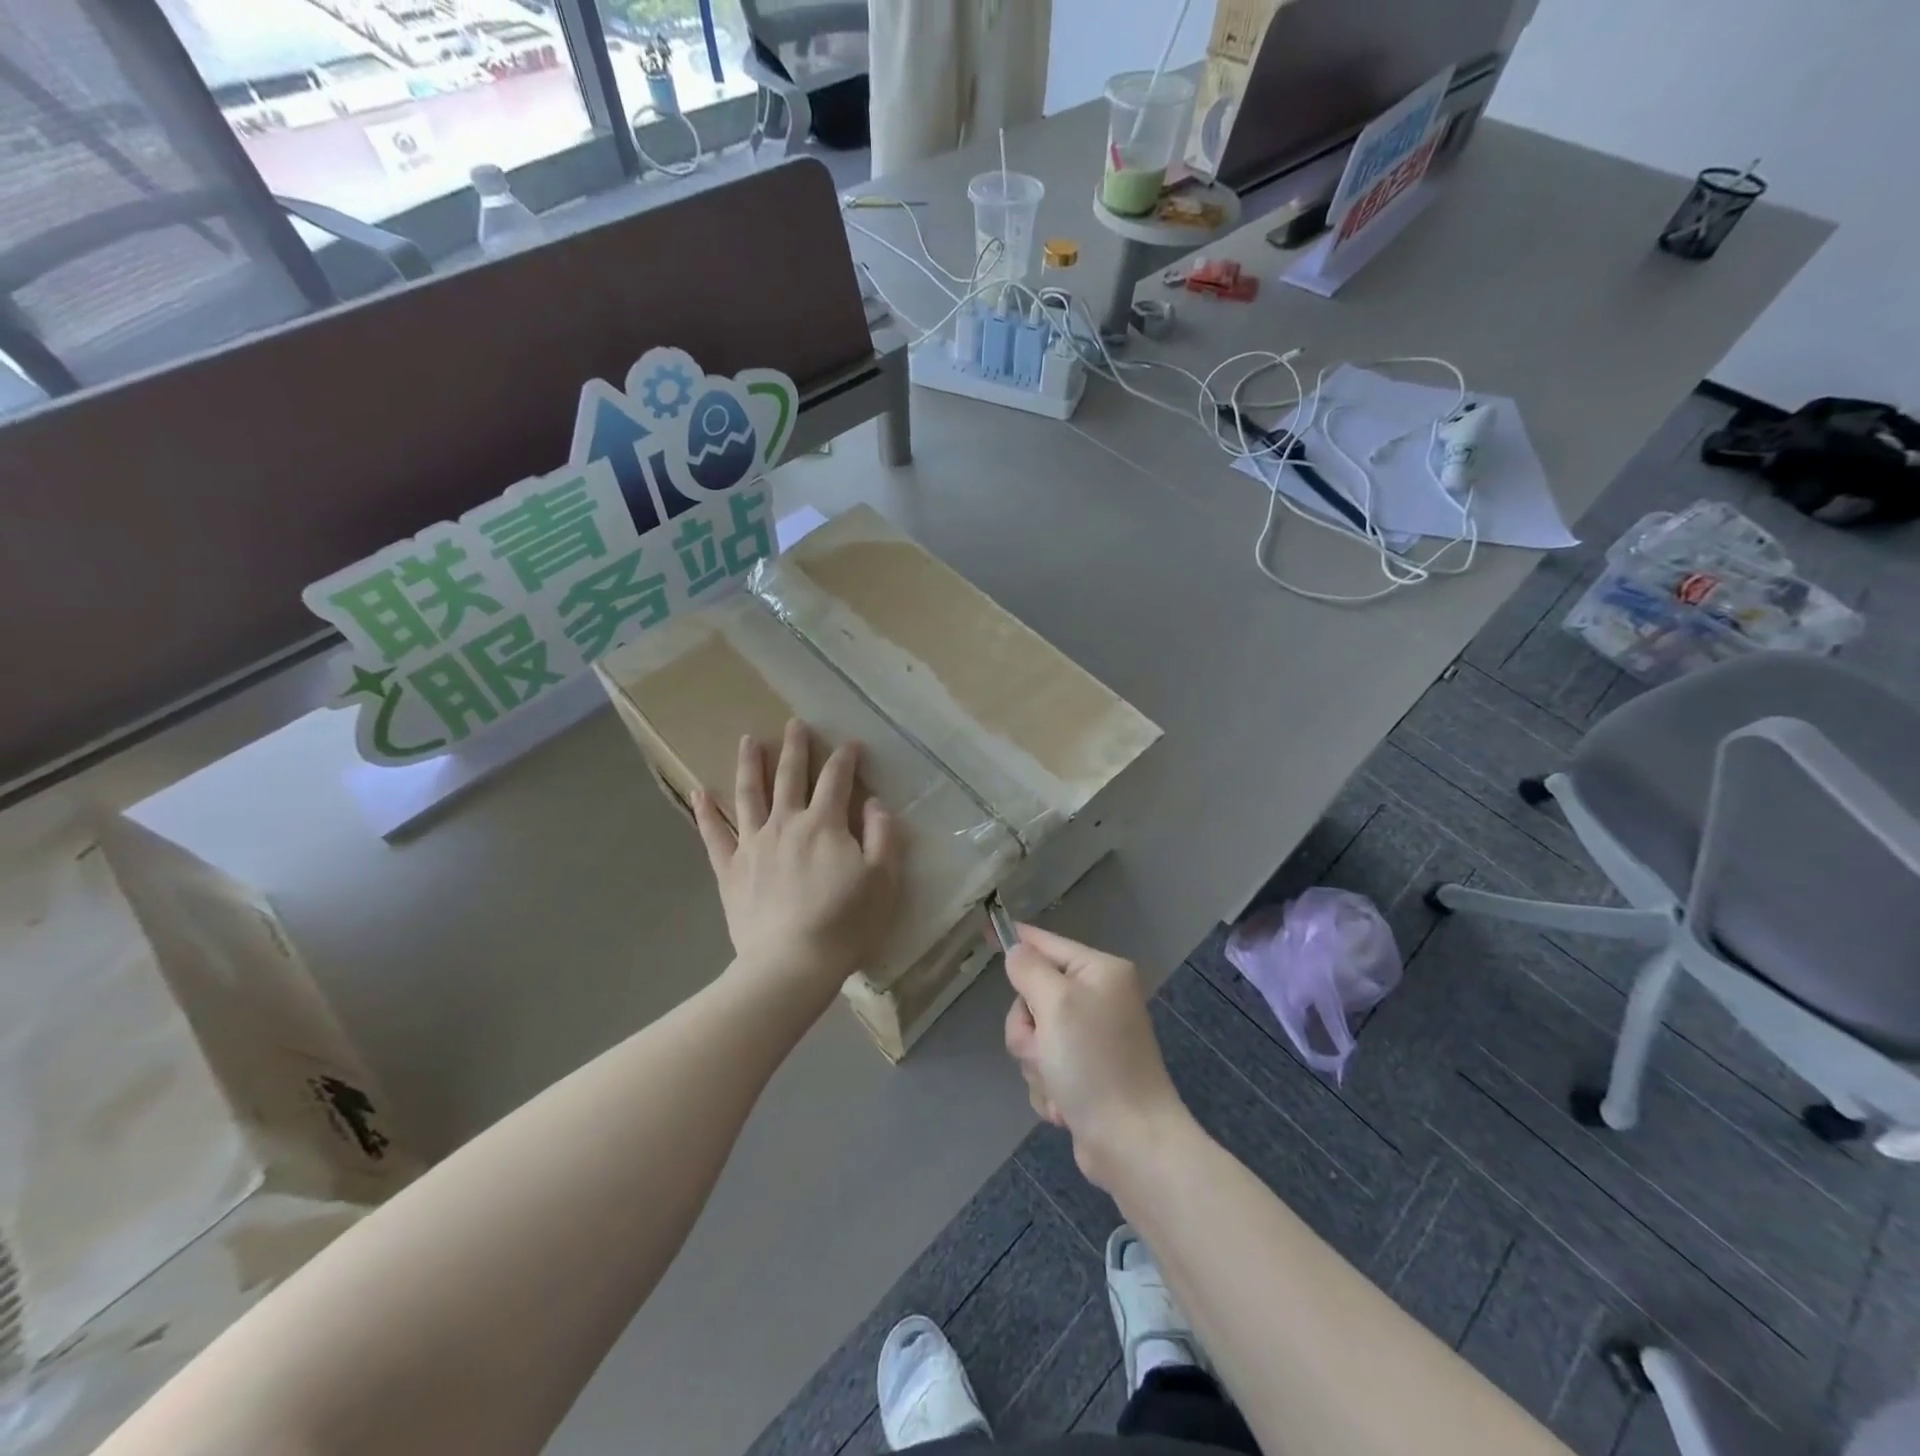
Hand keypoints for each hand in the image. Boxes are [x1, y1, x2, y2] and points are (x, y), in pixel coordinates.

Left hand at [693, 720, 899, 1006]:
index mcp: (825, 824)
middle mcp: (786, 824)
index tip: (851, 744)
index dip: (845, 758)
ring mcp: (753, 845)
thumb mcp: (883, 880)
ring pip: (748, 795)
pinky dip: (705, 812)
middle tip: (794, 724)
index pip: (837, 779)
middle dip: (795, 748)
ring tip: (747, 741)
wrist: (791, 964)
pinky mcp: (730, 870)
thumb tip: (874, 803)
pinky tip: (698, 792)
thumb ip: (882, 836)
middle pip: (790, 776)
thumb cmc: (845, 923)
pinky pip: (713, 835)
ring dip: (749, 765)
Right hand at [1003, 925, 1189, 1189]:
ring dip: (1036, 1062)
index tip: (986, 928)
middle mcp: (1098, 999)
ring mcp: (1091, 1039)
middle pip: (1033, 996)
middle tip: (1045, 1048)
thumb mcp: (1056, 1004)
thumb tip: (1017, 951)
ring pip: (1034, 1036)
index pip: (1048, 944)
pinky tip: (1065, 1105)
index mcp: (1100, 973)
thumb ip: (1029, 970)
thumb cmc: (1095, 1062)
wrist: (1131, 1143)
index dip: (1016, 940)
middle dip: (1028, 1028)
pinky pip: (1044, 1067)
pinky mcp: (1084, 1074)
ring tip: (1058, 1083)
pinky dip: (1048, 1086)